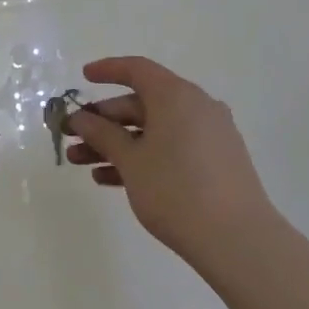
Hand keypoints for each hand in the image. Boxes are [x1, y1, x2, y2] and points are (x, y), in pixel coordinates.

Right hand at [64, 56, 281, 262]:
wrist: (237, 239)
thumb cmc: (176, 190)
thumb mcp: (131, 160)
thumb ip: (102, 134)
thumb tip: (82, 118)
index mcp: (176, 96)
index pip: (137, 70)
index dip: (107, 70)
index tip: (83, 78)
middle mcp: (196, 107)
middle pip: (142, 103)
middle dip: (103, 120)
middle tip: (72, 135)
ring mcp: (208, 136)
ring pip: (153, 130)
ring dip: (116, 143)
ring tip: (80, 163)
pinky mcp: (214, 162)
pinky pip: (170, 148)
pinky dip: (141, 157)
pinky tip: (109, 180)